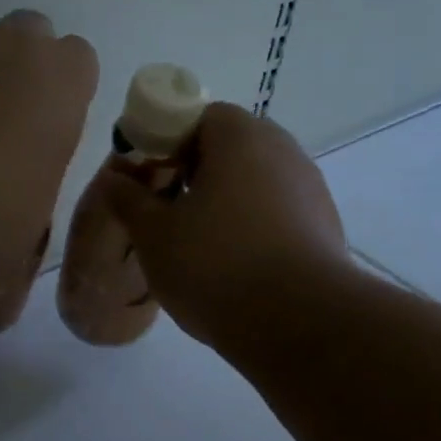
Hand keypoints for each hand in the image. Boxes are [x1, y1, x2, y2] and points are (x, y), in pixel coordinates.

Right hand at [109, 103, 349, 352]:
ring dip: (223, 201)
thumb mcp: (154, 234)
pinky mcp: (326, 227)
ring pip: (254, 182)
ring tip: (197, 244)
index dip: (165, 141)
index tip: (146, 178)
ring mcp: (310, 189)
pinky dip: (252, 226)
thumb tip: (114, 178)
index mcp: (240, 137)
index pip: (198, 116)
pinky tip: (234, 265)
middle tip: (165, 210)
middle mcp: (283, 151)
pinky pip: (276, 212)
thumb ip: (128, 199)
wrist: (300, 324)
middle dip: (193, 173)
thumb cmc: (216, 265)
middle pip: (229, 148)